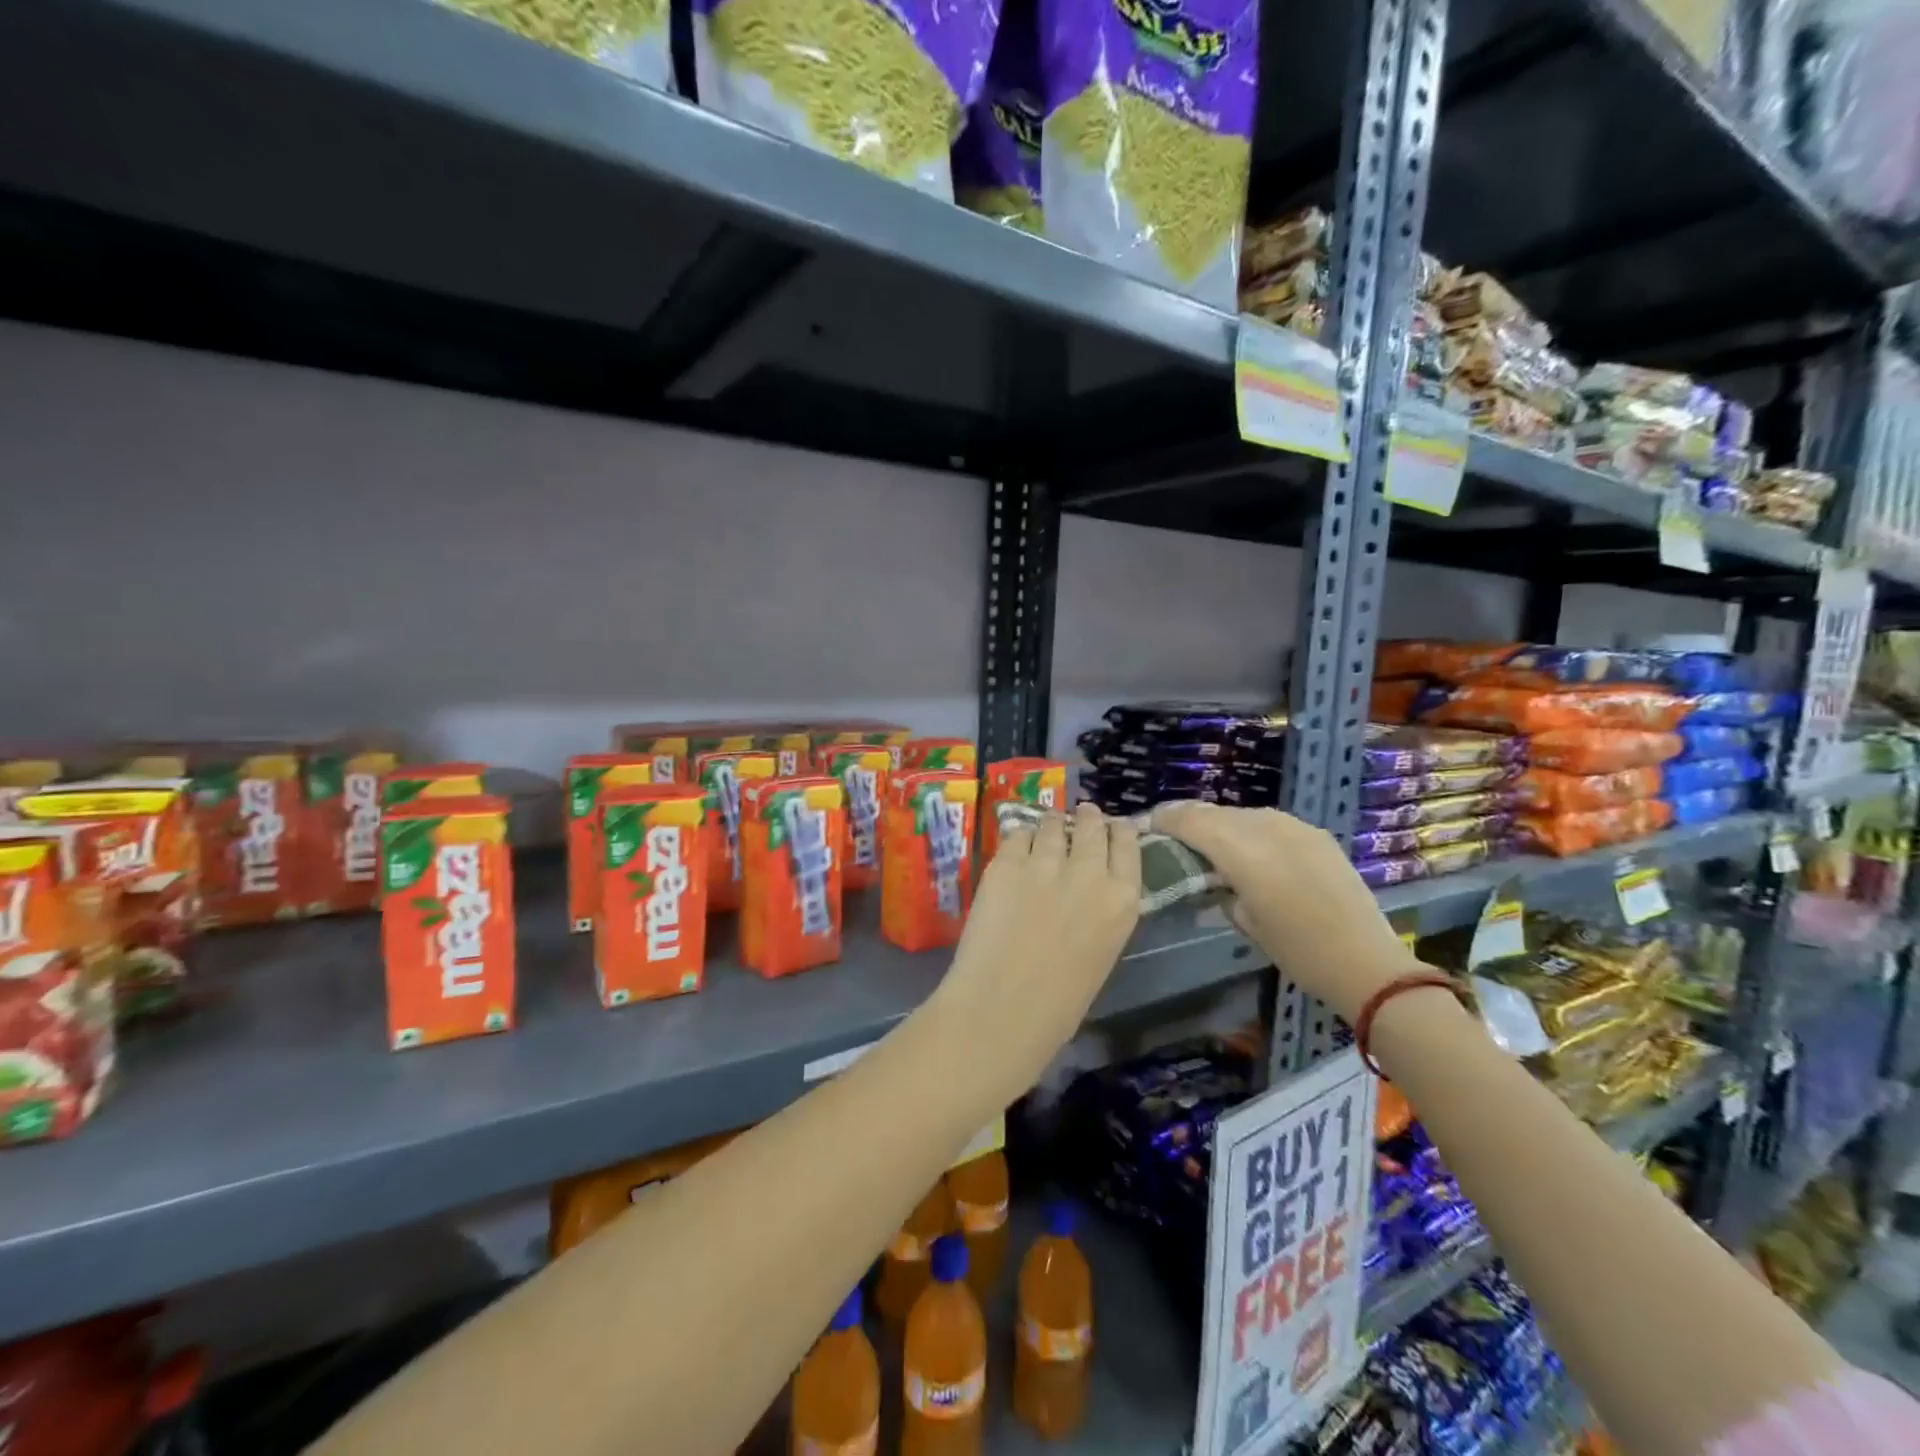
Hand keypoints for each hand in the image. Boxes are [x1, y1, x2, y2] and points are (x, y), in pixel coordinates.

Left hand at [929, 804, 1140, 1095]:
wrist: (1003, 1008)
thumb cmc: (1059, 1003)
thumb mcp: (1102, 952)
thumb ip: (1101, 912)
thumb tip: (1088, 890)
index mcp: (1122, 901)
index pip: (1128, 845)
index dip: (1118, 831)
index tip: (1112, 826)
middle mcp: (1090, 872)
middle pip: (1092, 827)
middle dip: (1087, 818)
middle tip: (1083, 813)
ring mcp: (1045, 863)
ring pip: (1052, 825)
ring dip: (1052, 825)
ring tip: (1047, 826)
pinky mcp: (1006, 863)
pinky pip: (1017, 835)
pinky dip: (1020, 838)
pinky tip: (1017, 844)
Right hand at [1152, 803, 1416, 1021]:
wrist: (1366, 961)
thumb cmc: (1297, 951)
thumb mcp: (1244, 920)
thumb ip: (1218, 885)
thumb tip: (1208, 872)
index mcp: (1243, 851)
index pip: (1191, 821)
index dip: (1165, 819)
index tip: (1148, 825)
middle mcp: (1267, 828)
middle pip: (1215, 813)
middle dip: (1190, 820)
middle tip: (1172, 834)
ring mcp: (1295, 827)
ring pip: (1242, 814)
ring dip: (1221, 824)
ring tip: (1208, 842)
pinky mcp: (1316, 834)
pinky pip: (1270, 822)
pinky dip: (1250, 830)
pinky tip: (1249, 850)